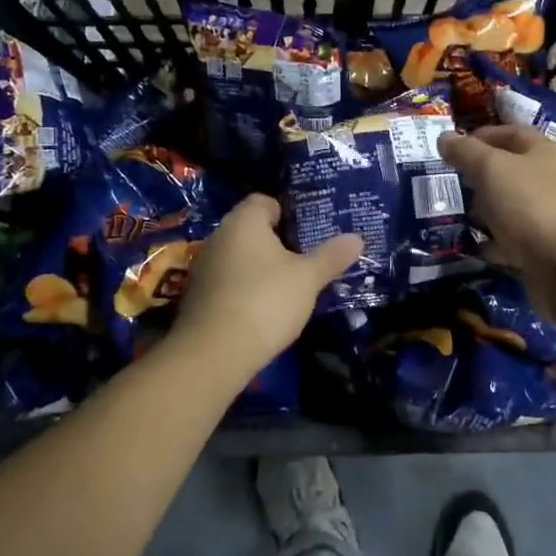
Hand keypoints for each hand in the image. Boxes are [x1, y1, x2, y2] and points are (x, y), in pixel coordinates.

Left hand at [173, 195, 363, 378]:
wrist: (213, 354)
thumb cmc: (265, 301)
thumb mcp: (308, 279)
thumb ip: (331, 256)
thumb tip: (357, 238)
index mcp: (244, 221)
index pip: (264, 201)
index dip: (288, 213)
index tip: (309, 233)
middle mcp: (219, 237)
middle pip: (252, 230)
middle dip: (277, 242)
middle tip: (306, 259)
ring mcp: (204, 267)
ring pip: (239, 257)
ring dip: (260, 268)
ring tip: (289, 286)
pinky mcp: (197, 297)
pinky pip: (228, 282)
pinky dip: (245, 289)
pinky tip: (263, 310)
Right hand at [440, 126, 555, 303]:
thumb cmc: (530, 205)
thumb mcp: (491, 168)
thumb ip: (465, 152)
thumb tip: (444, 138)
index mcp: (543, 153)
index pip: (512, 133)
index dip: (483, 135)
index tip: (454, 148)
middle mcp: (550, 181)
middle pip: (510, 171)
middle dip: (480, 176)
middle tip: (453, 183)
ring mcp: (549, 216)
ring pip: (510, 206)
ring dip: (486, 211)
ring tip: (461, 216)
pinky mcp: (544, 249)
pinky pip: (513, 240)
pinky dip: (494, 242)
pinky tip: (476, 246)